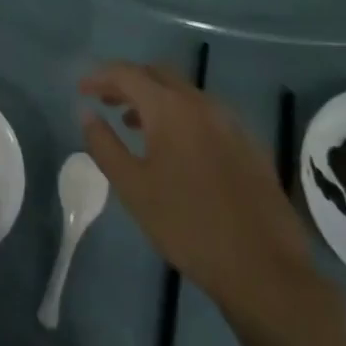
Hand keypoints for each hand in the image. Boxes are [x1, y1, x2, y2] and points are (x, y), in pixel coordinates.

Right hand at [79, 62, 321, 325]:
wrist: (264, 271)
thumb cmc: (187, 226)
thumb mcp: (132, 187)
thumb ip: (104, 144)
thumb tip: (86, 113)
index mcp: (170, 108)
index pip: (126, 73)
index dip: (99, 77)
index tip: (81, 90)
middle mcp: (201, 104)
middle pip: (157, 74)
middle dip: (127, 82)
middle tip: (105, 102)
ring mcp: (230, 123)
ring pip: (183, 93)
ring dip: (155, 99)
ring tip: (134, 126)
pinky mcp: (249, 146)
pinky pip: (206, 114)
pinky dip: (181, 116)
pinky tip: (176, 149)